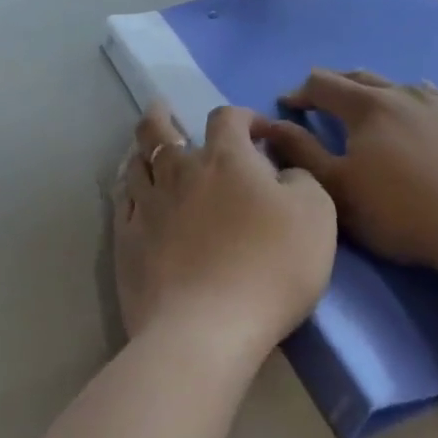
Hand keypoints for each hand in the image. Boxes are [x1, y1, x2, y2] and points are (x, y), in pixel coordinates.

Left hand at [111, 103, 336, 359]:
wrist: (207, 329)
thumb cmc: (270, 267)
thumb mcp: (316, 216)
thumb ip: (301, 180)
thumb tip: (283, 171)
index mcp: (226, 158)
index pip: (227, 117)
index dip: (243, 116)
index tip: (257, 131)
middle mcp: (180, 171)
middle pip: (160, 129)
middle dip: (162, 114)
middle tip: (162, 108)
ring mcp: (147, 205)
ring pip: (136, 162)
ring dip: (141, 150)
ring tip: (143, 149)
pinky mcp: (126, 240)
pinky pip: (121, 201)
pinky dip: (127, 189)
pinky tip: (130, 193)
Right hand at [251, 69, 437, 277]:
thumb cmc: (402, 213)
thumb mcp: (338, 190)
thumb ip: (301, 153)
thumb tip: (273, 125)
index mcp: (368, 106)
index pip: (323, 84)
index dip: (301, 92)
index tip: (289, 105)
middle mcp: (404, 94)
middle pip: (361, 78)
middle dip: (336, 86)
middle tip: (324, 101)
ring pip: (402, 87)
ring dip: (379, 94)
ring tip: (373, 109)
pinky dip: (418, 106)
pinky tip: (424, 119)